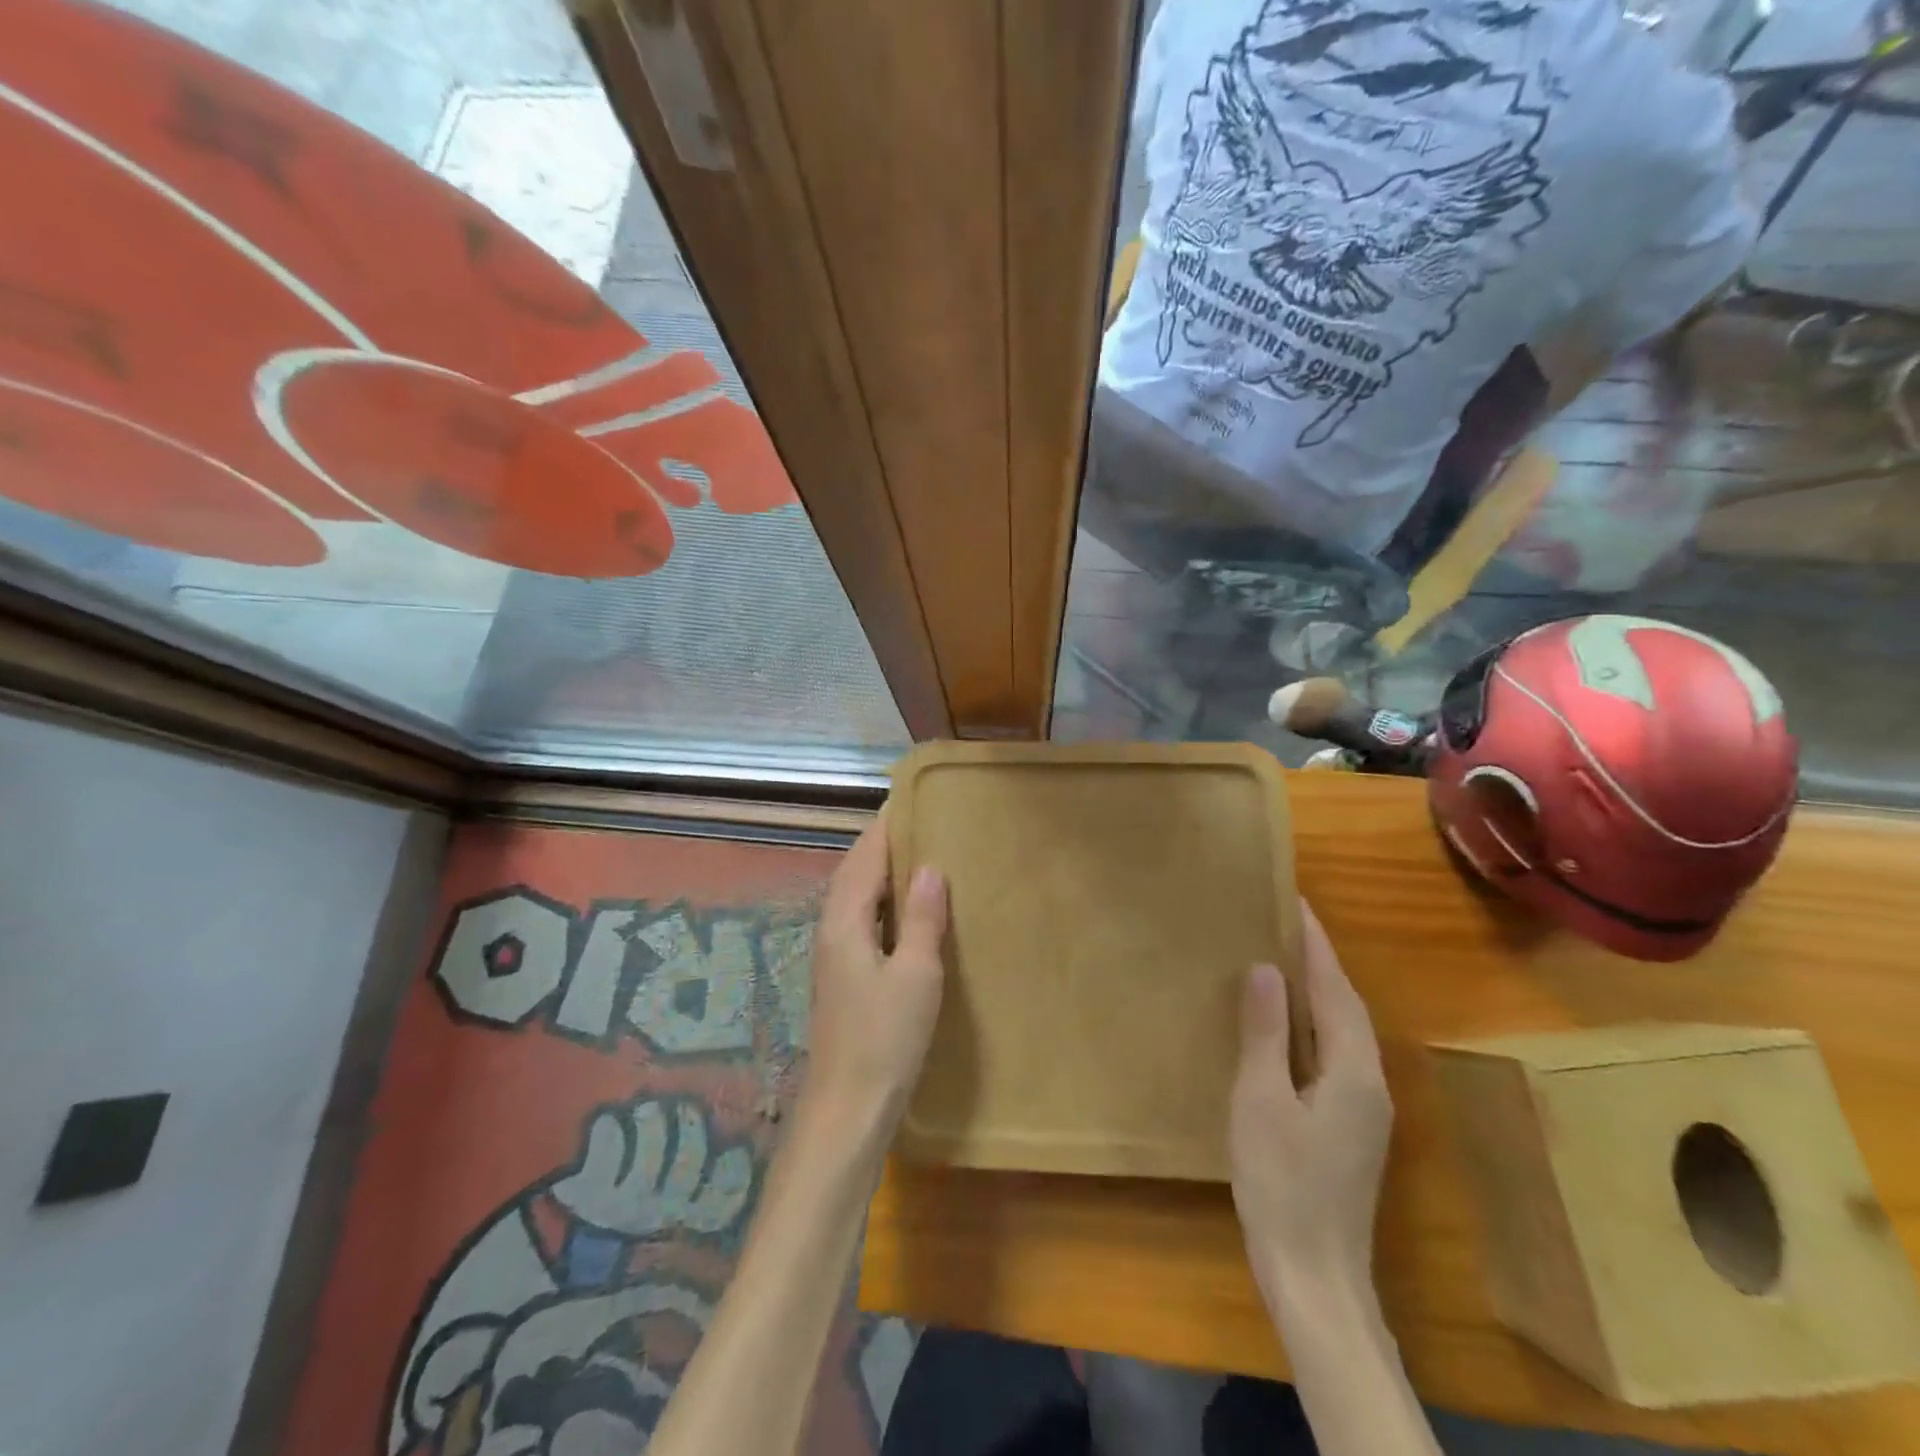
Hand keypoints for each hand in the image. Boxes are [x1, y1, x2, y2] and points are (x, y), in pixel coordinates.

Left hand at [798, 814, 948, 1133]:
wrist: (848, 1109)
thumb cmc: (884, 1039)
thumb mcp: (916, 975)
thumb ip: (923, 918)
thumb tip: (930, 867)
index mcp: (844, 920)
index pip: (865, 856)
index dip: (887, 826)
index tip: (913, 798)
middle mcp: (832, 929)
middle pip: (855, 871)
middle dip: (883, 843)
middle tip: (924, 821)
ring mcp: (834, 954)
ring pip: (857, 896)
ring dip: (882, 871)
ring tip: (921, 855)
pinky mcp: (844, 976)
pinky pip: (862, 919)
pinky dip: (883, 901)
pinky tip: (908, 911)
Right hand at [1230, 902, 1392, 1308]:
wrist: (1314, 1275)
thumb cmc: (1281, 1182)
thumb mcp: (1260, 1100)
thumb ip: (1265, 1033)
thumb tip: (1266, 969)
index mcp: (1352, 1071)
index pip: (1335, 990)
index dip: (1315, 945)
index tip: (1296, 903)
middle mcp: (1370, 1083)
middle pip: (1347, 1008)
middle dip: (1320, 963)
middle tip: (1285, 924)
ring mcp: (1364, 1110)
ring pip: (1343, 1033)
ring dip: (1318, 993)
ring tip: (1283, 962)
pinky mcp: (1350, 1128)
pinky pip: (1334, 1055)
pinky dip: (1313, 1025)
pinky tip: (1286, 1028)